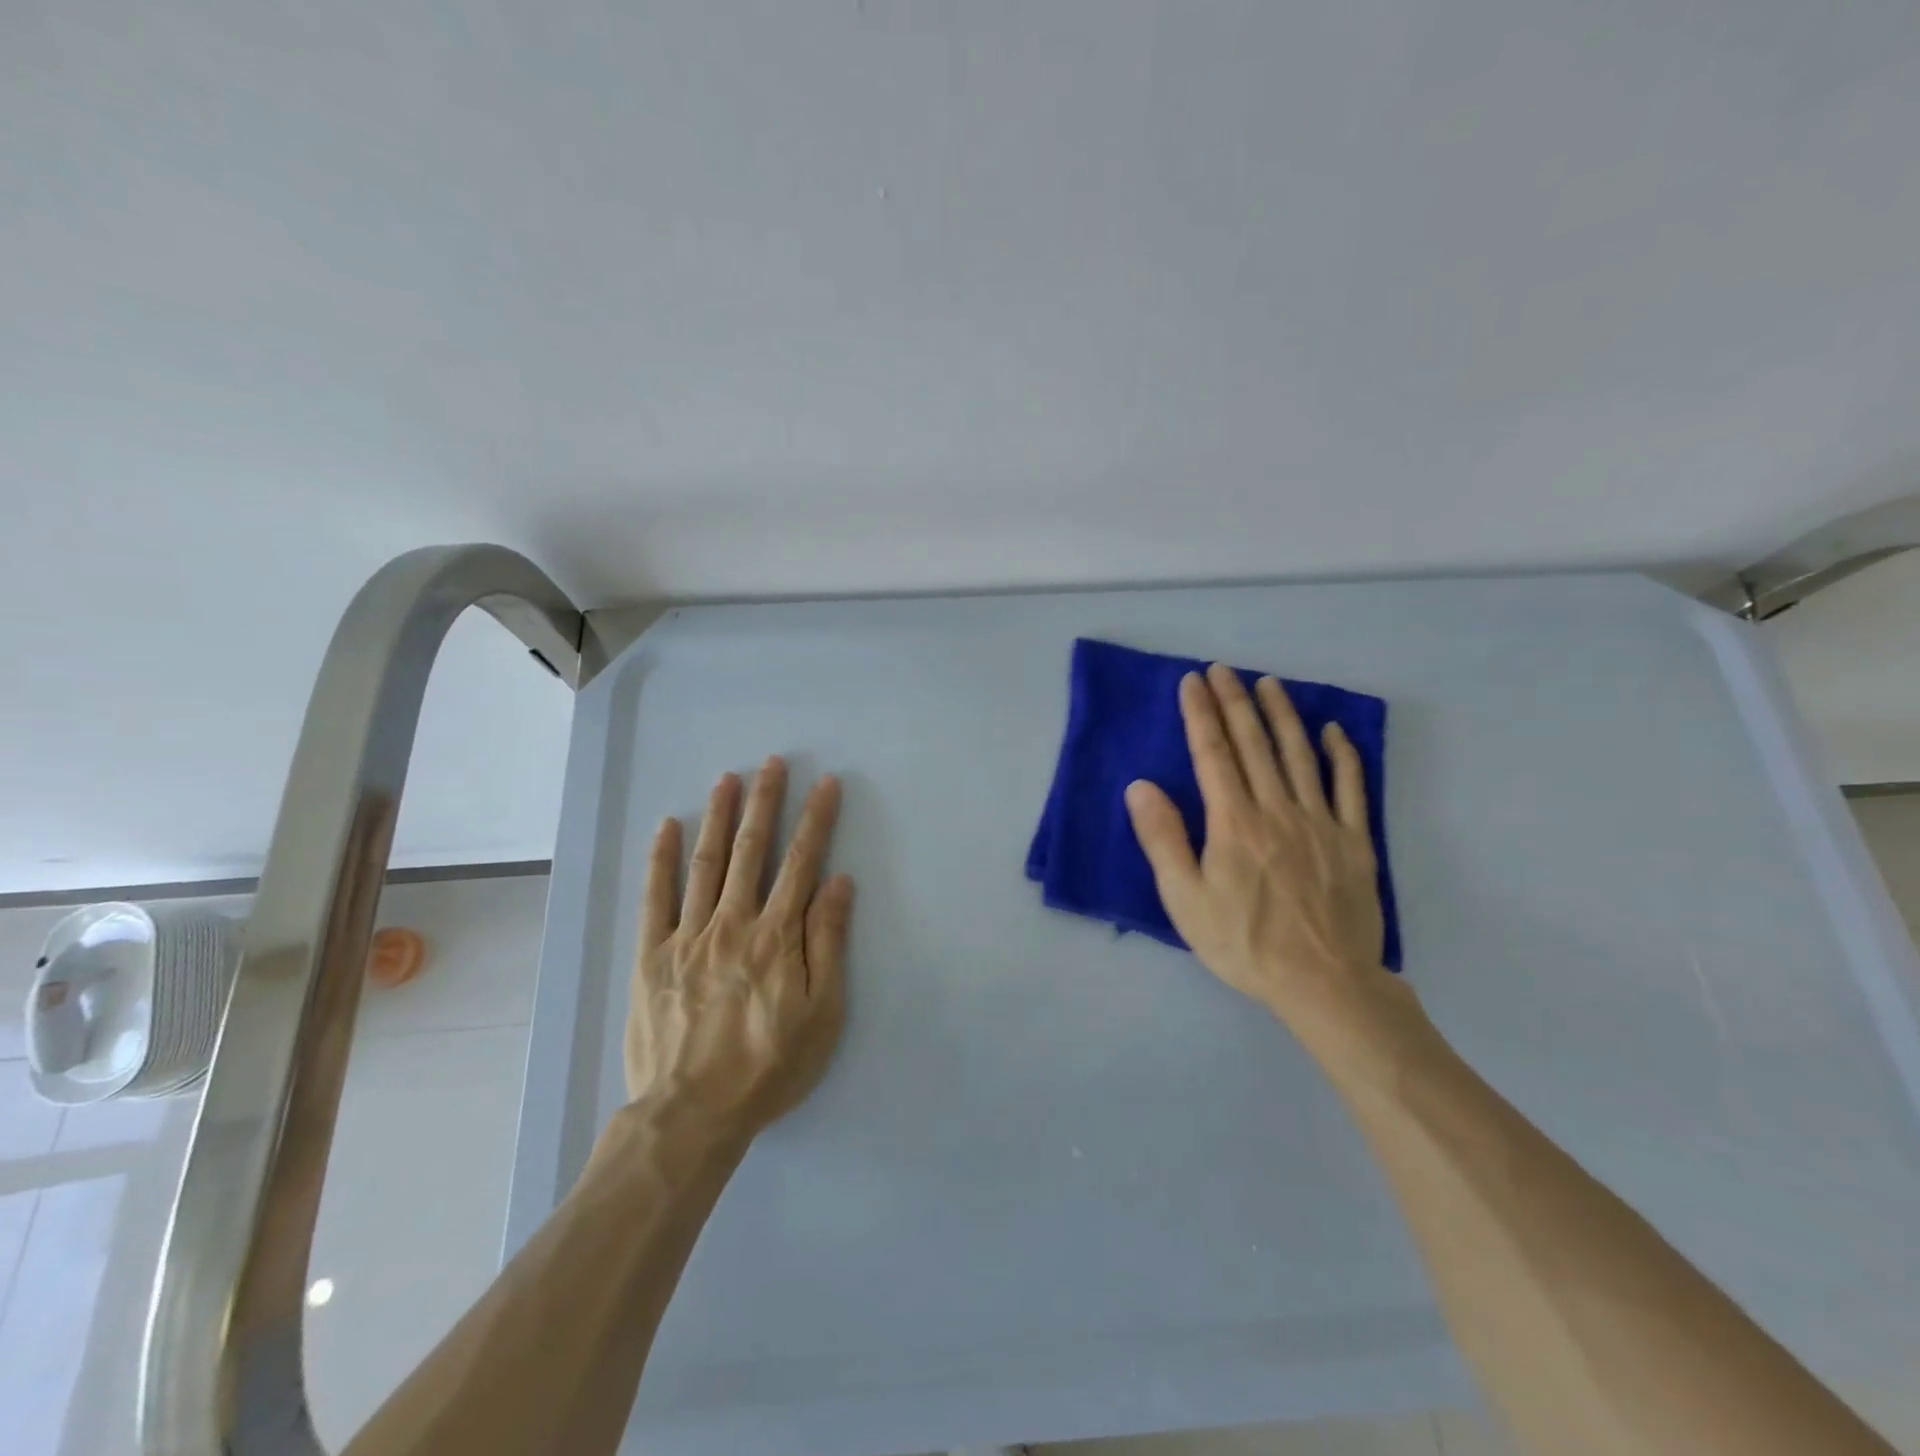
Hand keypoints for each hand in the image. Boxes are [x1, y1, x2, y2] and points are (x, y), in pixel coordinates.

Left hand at [625, 757, 853, 1140]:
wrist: (691, 1115)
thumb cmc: (768, 1067)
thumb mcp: (821, 1014)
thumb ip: (827, 943)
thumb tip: (837, 882)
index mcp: (776, 936)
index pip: (801, 863)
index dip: (815, 820)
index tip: (825, 784)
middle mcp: (732, 923)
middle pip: (752, 851)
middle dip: (765, 802)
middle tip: (771, 762)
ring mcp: (687, 936)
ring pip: (706, 863)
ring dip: (718, 816)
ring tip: (727, 778)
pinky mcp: (650, 955)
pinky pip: (654, 898)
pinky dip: (660, 859)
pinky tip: (666, 826)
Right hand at [1124, 664, 1416, 1059]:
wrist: (1324, 983)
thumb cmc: (1244, 944)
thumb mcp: (1185, 900)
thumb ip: (1163, 839)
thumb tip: (1141, 786)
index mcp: (1234, 822)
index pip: (1213, 754)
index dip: (1201, 714)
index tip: (1193, 681)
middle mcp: (1277, 809)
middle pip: (1254, 744)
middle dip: (1236, 702)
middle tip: (1224, 670)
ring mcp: (1321, 822)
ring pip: (1299, 755)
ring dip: (1282, 715)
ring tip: (1269, 684)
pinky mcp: (1355, 841)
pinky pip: (1351, 787)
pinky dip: (1343, 755)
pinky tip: (1333, 731)